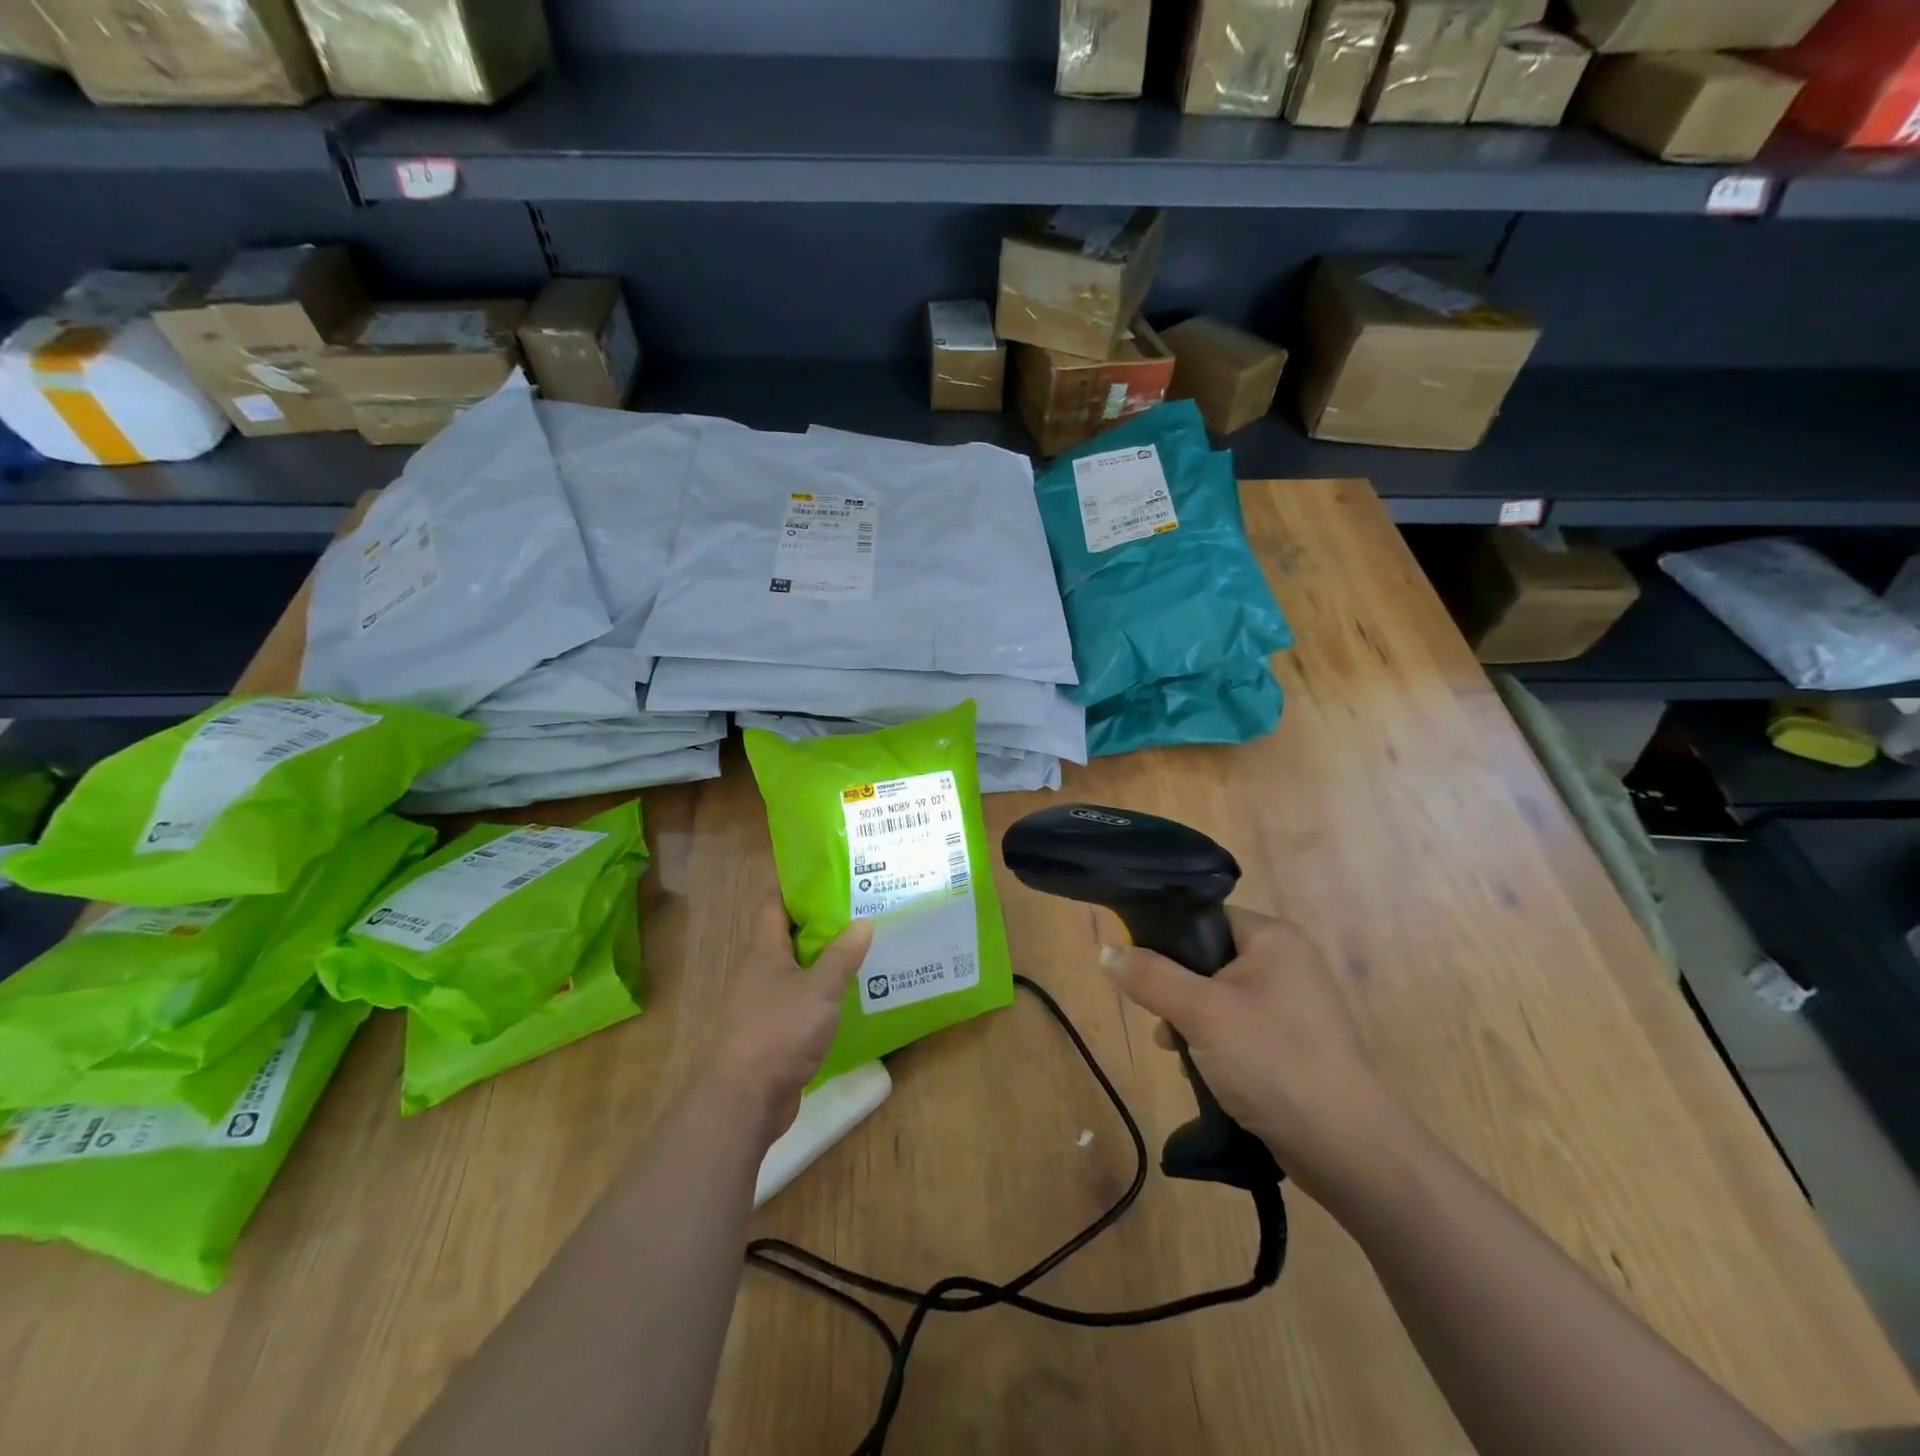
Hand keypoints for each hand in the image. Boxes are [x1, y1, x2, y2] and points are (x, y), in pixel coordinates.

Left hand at [708, 899, 873, 1146]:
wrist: (745, 1098)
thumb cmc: (779, 1030)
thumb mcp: (820, 987)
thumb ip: (842, 955)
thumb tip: (864, 922)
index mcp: (763, 950)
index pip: (774, 904)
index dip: (798, 888)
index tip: (830, 877)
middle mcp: (759, 971)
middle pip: (789, 936)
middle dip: (821, 924)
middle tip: (859, 911)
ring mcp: (764, 1003)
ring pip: (797, 970)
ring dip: (825, 961)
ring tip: (863, 949)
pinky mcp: (773, 1033)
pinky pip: (801, 1002)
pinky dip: (823, 995)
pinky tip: (851, 996)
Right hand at [1098, 906, 1402, 1197]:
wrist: (1347, 1149)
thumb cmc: (1273, 1060)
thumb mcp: (1201, 1012)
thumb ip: (1150, 976)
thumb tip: (1106, 950)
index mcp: (1272, 938)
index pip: (1205, 917)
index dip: (1167, 937)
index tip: (1137, 966)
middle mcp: (1285, 963)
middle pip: (1207, 959)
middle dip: (1175, 989)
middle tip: (1158, 1017)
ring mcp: (1291, 1007)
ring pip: (1218, 998)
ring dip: (1190, 1021)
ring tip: (1175, 1050)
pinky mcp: (1291, 1045)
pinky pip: (1237, 1029)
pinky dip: (1214, 1045)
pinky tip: (1199, 1072)